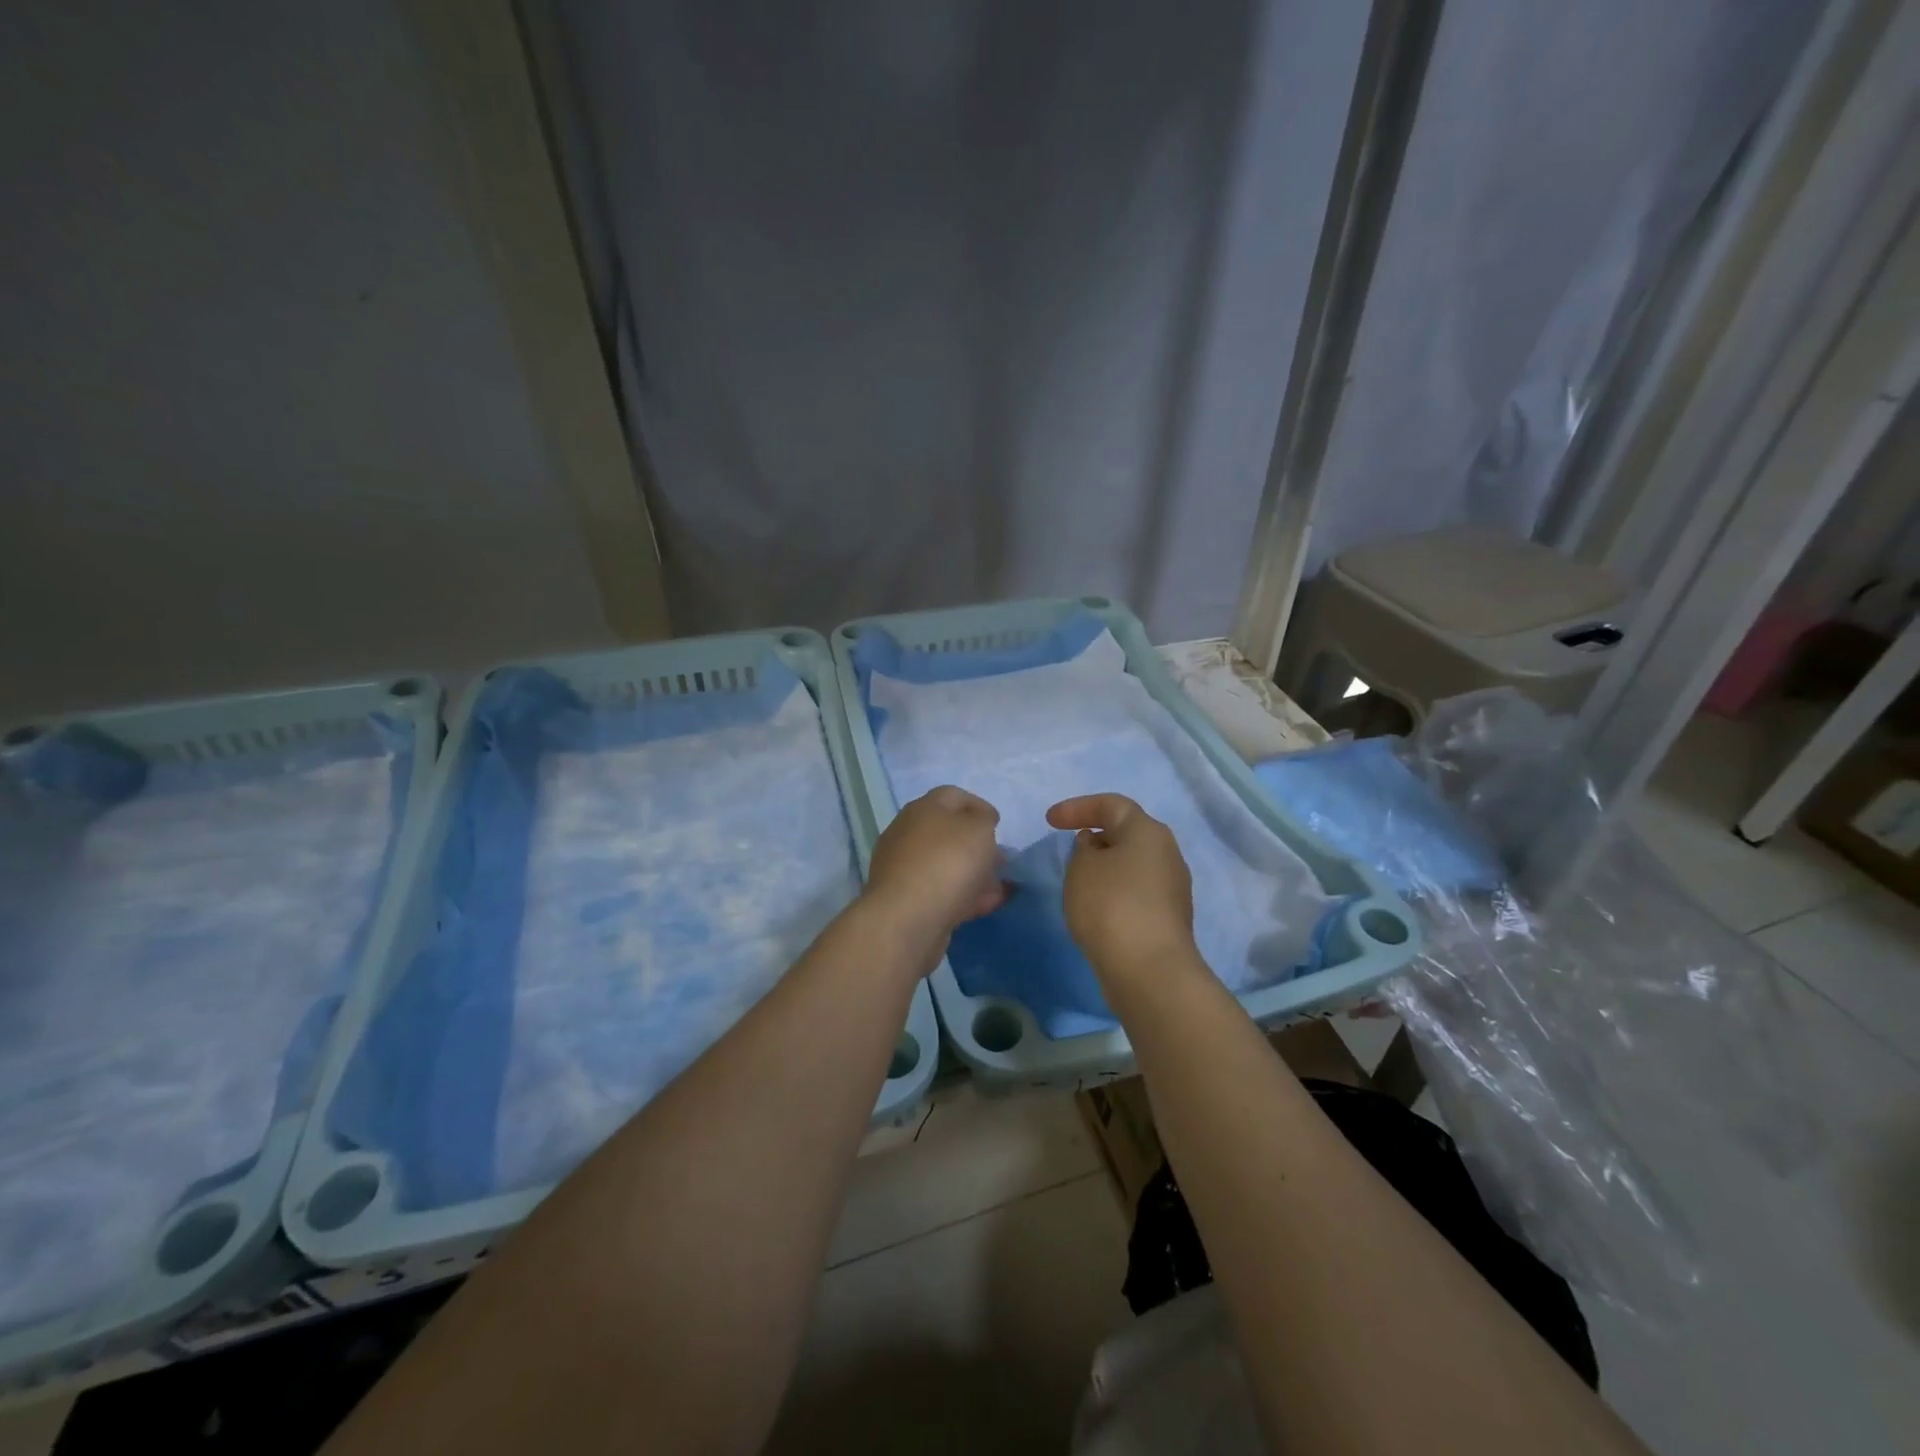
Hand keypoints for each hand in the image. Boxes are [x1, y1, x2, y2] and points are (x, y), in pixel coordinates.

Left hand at [865, 786, 1007, 951]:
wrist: (907, 919)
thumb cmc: (947, 863)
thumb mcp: (979, 829)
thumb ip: (984, 820)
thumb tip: (978, 823)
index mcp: (922, 809)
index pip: (953, 796)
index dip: (979, 806)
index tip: (999, 826)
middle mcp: (907, 834)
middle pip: (947, 832)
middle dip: (977, 845)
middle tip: (1000, 859)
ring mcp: (903, 868)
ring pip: (945, 864)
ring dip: (973, 873)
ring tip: (998, 888)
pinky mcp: (905, 900)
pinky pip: (940, 891)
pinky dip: (963, 895)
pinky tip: (985, 905)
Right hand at [1047, 794, 1197, 989]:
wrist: (1150, 971)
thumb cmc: (1111, 906)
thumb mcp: (1081, 868)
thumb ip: (1083, 849)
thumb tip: (1097, 848)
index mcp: (1148, 832)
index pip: (1111, 805)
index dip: (1077, 807)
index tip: (1049, 821)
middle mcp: (1167, 853)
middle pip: (1127, 833)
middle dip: (1096, 836)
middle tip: (1069, 847)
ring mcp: (1172, 888)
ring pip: (1132, 864)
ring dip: (1105, 866)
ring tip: (1078, 879)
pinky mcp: (1168, 918)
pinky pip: (1136, 892)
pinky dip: (1114, 891)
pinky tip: (1095, 907)